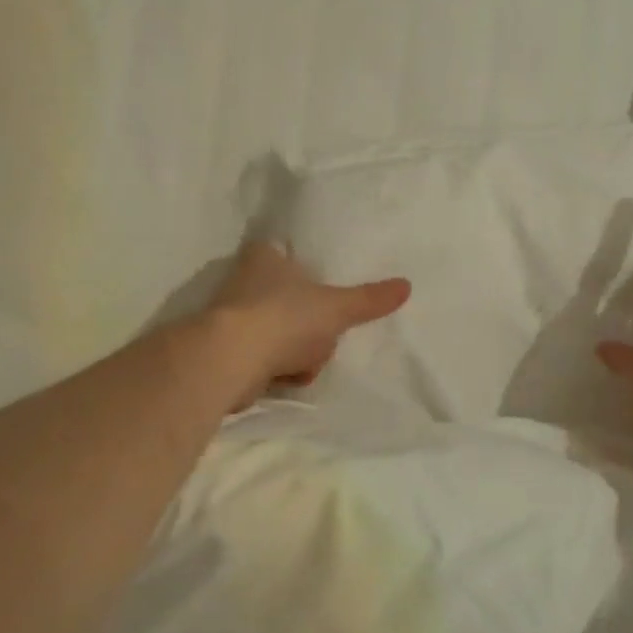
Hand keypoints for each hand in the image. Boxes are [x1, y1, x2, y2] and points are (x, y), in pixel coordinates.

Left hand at [206, 240, 411, 408]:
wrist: (230, 361)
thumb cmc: (284, 318)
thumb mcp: (336, 307)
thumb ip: (369, 299)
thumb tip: (407, 285)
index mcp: (264, 256)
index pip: (287, 254)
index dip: (306, 272)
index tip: (323, 293)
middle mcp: (243, 281)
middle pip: (290, 299)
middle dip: (310, 325)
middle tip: (324, 334)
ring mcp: (232, 317)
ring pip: (281, 332)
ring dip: (297, 352)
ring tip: (304, 362)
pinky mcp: (225, 351)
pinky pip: (265, 358)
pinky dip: (279, 370)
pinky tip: (287, 377)